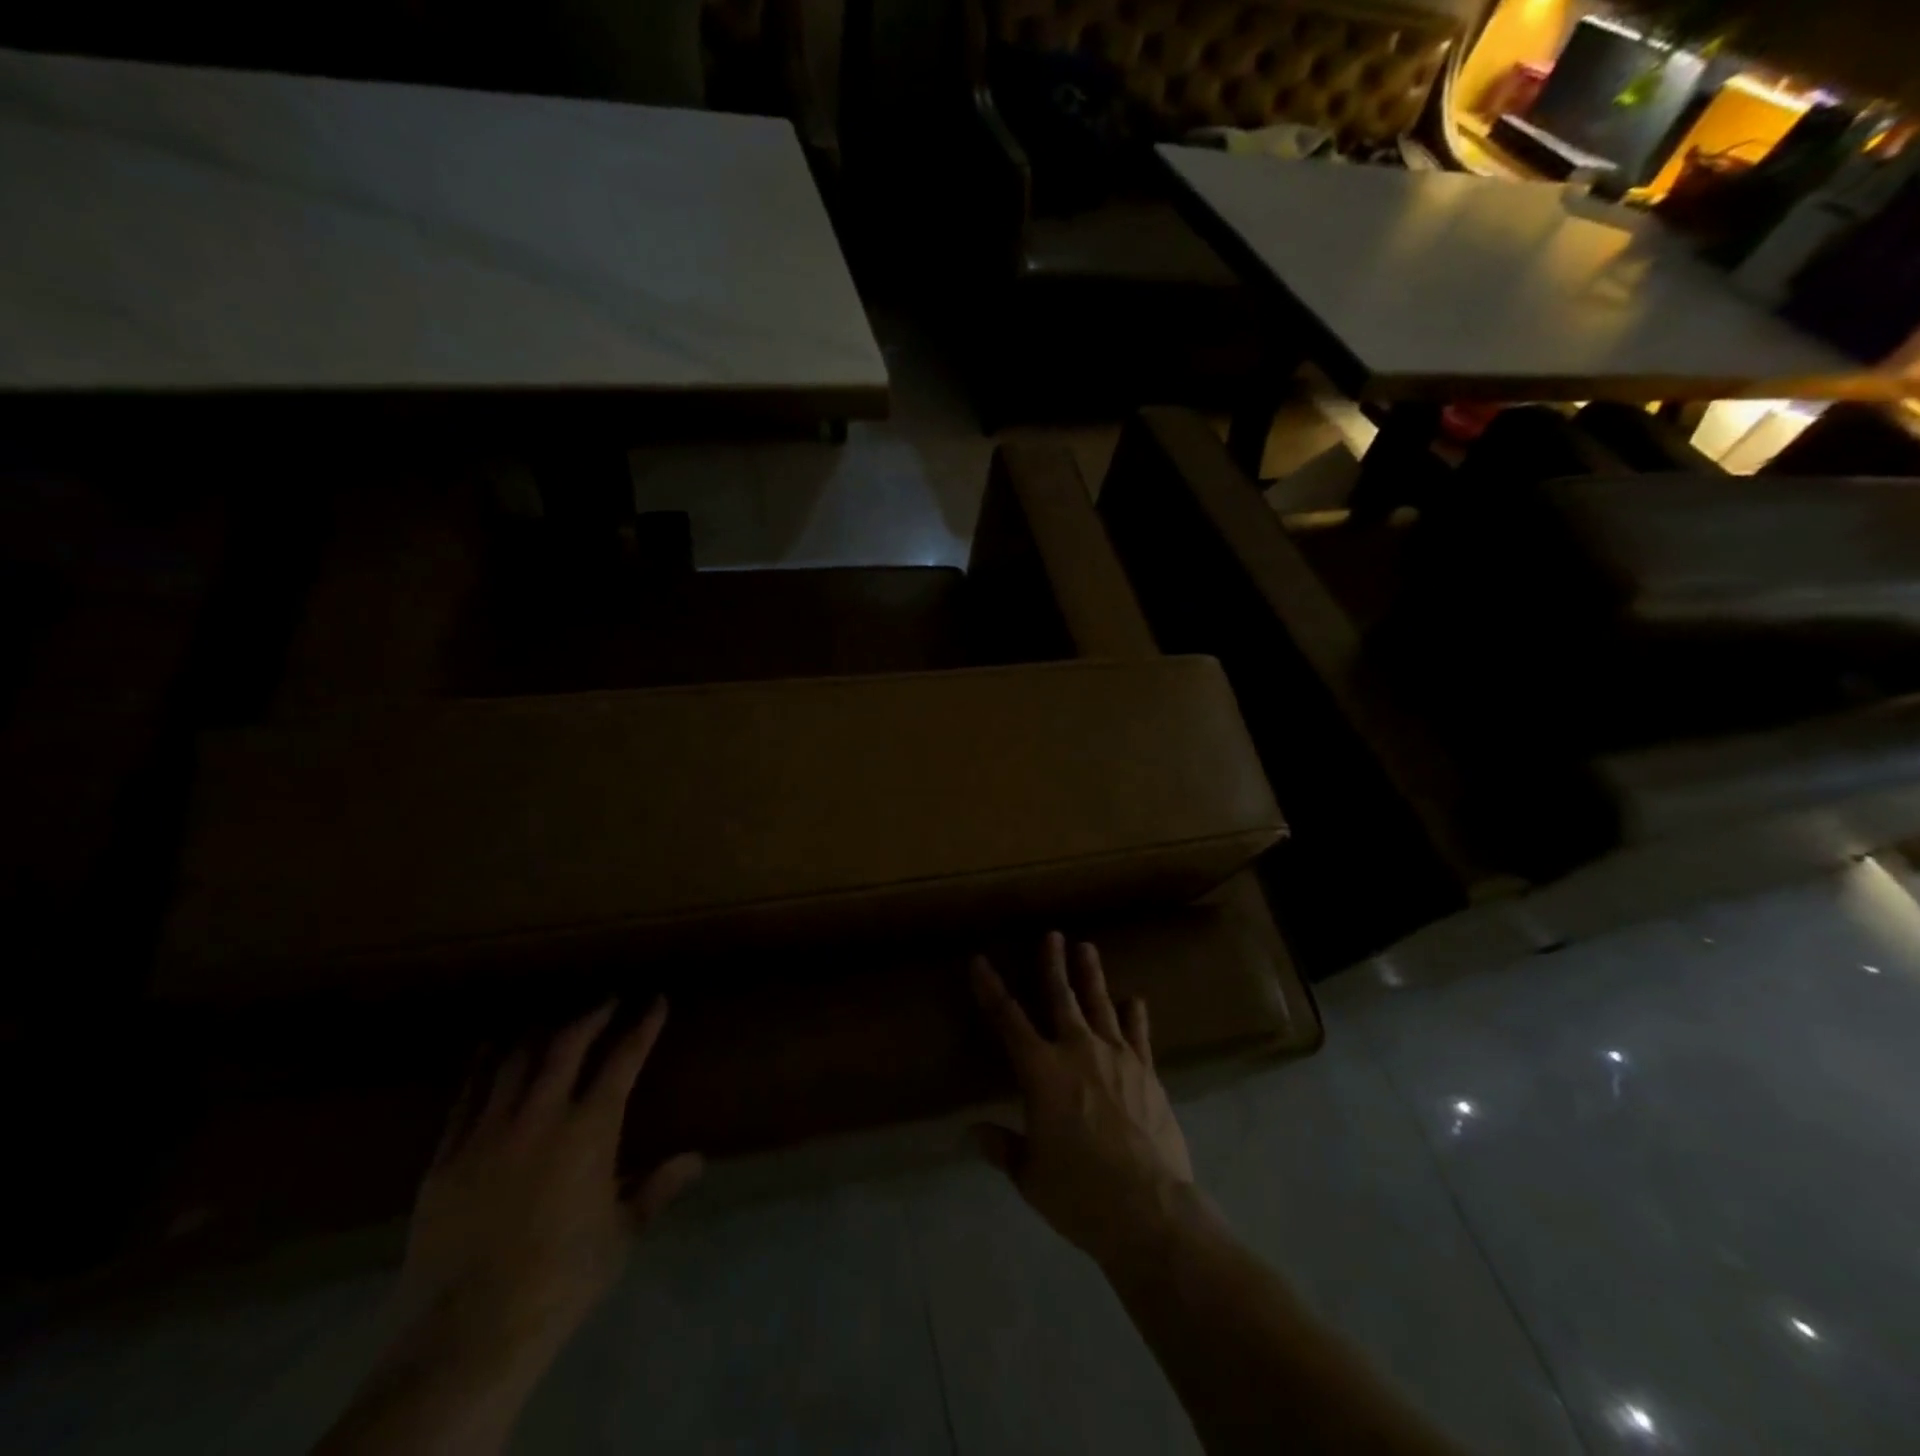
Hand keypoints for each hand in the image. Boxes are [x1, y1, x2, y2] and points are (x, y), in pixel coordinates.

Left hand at [398, 998, 703, 1372]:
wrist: (467, 1334)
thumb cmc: (561, 1279)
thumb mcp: (621, 1234)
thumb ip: (657, 1189)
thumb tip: (696, 1160)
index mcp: (589, 1130)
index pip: (623, 1060)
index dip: (643, 1027)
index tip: (655, 1002)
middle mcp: (540, 1117)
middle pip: (567, 1046)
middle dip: (592, 1016)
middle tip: (607, 1002)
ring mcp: (487, 1134)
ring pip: (513, 1062)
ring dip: (538, 1036)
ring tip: (551, 1023)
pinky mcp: (446, 1158)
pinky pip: (465, 1099)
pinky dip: (481, 1069)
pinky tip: (486, 1055)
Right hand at [971, 932, 1194, 1268]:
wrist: (1149, 1208)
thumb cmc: (1080, 1193)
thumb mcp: (1031, 1175)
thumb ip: (1003, 1147)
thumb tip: (972, 1132)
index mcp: (1041, 1072)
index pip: (1008, 1020)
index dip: (991, 988)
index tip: (980, 961)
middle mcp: (1078, 1051)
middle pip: (1061, 997)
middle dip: (1053, 964)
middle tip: (1053, 935)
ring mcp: (1117, 1057)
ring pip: (1100, 1004)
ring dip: (1091, 975)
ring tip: (1087, 947)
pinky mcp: (1147, 1072)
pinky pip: (1138, 1034)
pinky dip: (1134, 1015)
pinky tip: (1134, 1000)